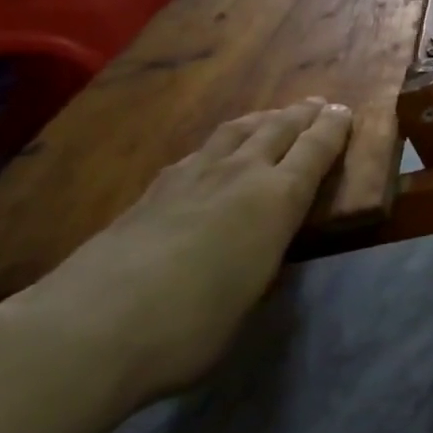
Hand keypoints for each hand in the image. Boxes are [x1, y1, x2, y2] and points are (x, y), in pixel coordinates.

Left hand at [0, 100, 352, 413]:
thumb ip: (262, 265)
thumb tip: (259, 256)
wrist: (89, 328)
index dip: (332, 128)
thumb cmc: (190, 327)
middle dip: (301, 115)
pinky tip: (213, 154)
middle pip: (277, 129)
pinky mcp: (152, 190)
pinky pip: (199, 151)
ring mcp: (191, 177)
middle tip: (316, 104)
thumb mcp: (250, 301)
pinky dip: (219, 144)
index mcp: (276, 200)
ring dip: (261, 120)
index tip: (343, 111)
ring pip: (235, 132)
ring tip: (272, 117)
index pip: (314, 150)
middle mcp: (239, 175)